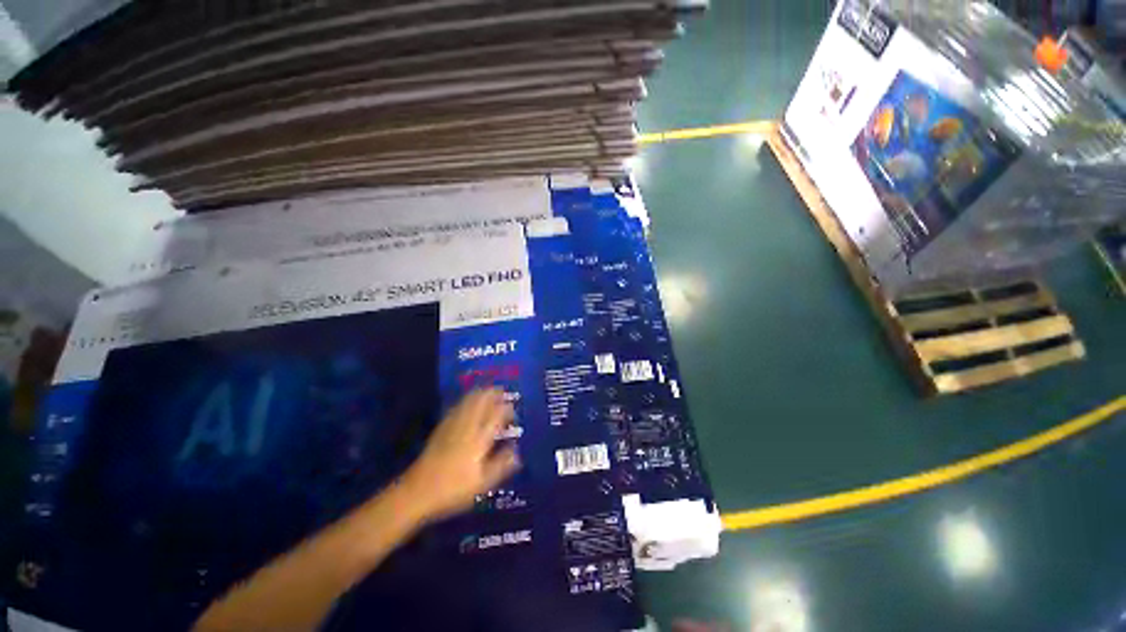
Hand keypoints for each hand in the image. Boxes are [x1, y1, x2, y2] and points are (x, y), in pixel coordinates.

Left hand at [400, 389, 520, 523]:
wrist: (418, 491)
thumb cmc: (453, 489)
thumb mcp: (482, 483)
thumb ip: (501, 465)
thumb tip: (516, 451)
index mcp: (479, 440)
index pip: (495, 416)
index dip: (505, 409)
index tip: (512, 407)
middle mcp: (467, 428)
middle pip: (481, 404)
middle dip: (492, 394)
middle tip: (501, 390)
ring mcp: (452, 427)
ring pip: (468, 403)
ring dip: (479, 394)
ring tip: (487, 389)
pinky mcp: (441, 429)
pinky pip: (456, 408)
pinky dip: (465, 400)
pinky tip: (467, 400)